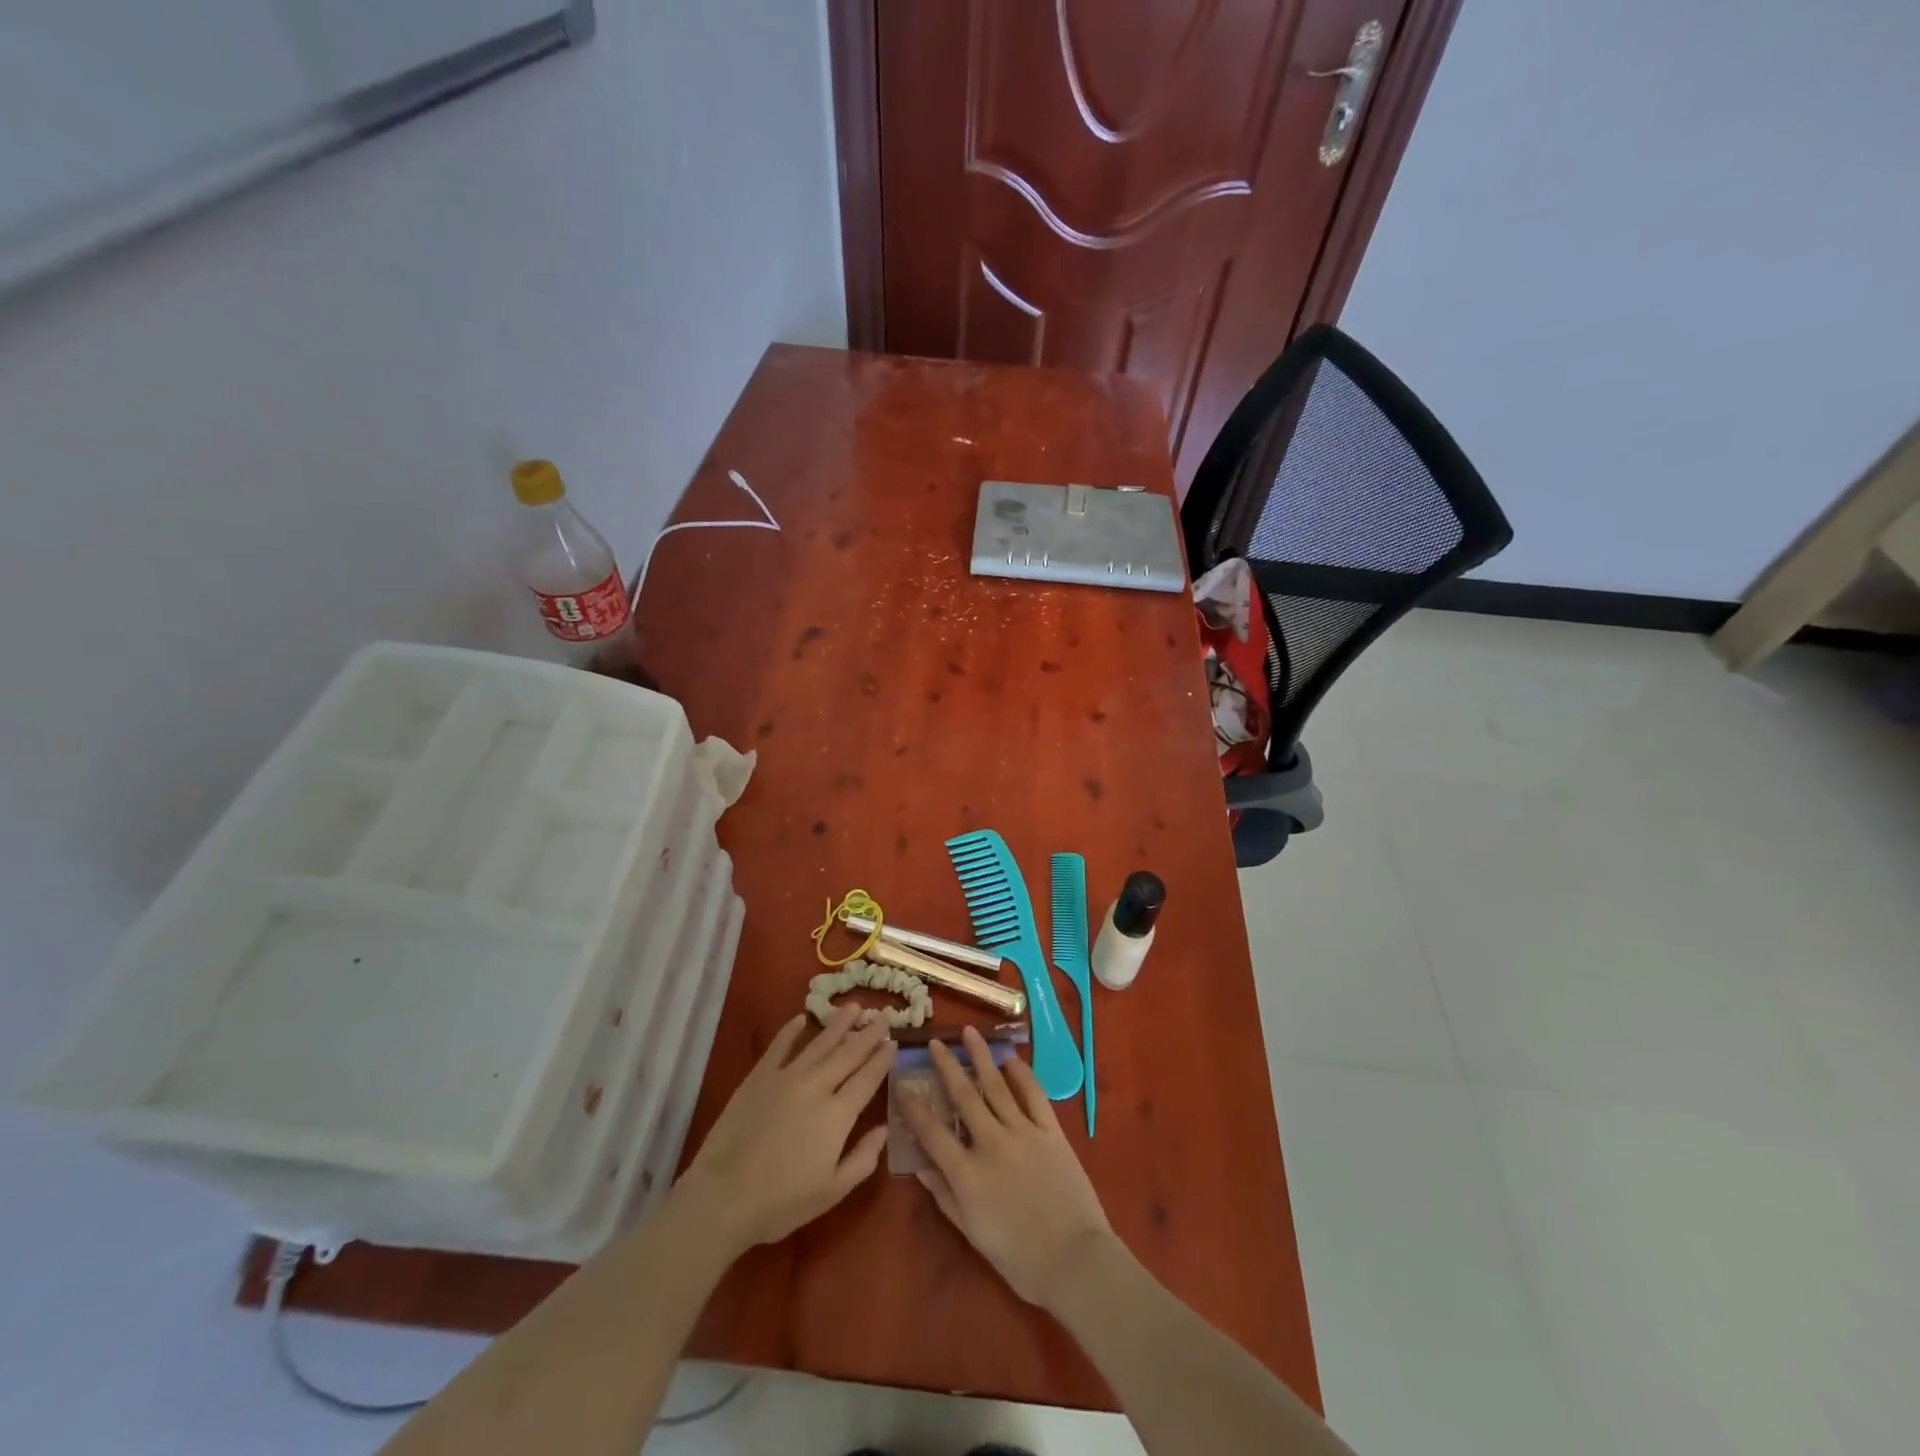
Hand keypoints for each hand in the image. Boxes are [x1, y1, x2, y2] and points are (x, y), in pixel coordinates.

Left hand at [677, 1005, 895, 1252]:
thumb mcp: (833, 1191)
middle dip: (868, 1034)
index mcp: (838, 1114)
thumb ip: (863, 1159)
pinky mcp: (759, 1077)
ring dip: (838, 1024)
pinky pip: (779, 1046)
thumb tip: (884, 1130)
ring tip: (853, 1007)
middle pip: (848, 1053)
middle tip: (882, 1015)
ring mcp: (786, 1077)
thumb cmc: (782, 1202)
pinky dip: (791, 1030)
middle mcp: (817, 1086)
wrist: (723, 1195)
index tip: (894, 1041)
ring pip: (819, 1043)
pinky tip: (801, 1018)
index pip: (867, 1078)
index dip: (882, 1059)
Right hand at [901, 1026, 1117, 1309]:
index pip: (932, 1131)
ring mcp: (1022, 1132)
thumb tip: (920, 1166)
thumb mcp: (972, 1233)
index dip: (914, 1107)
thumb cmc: (1019, 1258)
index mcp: (967, 1173)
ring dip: (981, 1056)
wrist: (1074, 1260)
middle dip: (946, 1066)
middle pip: (963, 1095)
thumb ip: (945, 1196)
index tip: (903, 1084)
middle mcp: (990, 1143)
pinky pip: (1034, 1094)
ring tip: (969, 1032)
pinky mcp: (1050, 1131)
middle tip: (935, 1043)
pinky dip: (1022, 1074)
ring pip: (996, 1085)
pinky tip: (1011, 1059)